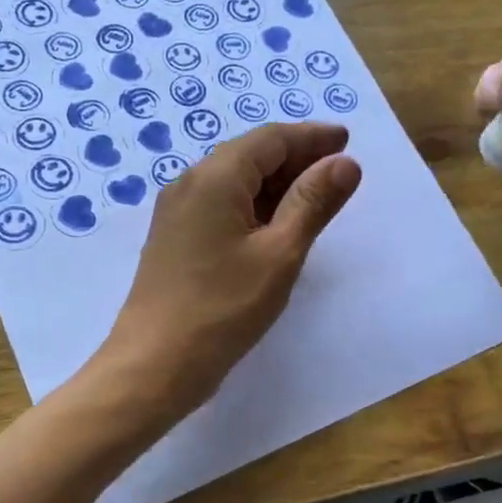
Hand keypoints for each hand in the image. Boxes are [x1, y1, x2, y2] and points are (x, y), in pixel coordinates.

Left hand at [99, 122, 362, 414]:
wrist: (154, 365)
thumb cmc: (223, 308)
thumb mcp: (279, 254)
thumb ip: (313, 203)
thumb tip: (345, 163)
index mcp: (214, 178)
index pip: (270, 139)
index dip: (311, 137)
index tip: (347, 140)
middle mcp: (190, 184)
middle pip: (250, 155)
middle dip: (296, 158)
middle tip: (338, 170)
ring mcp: (177, 212)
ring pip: (235, 181)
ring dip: (277, 183)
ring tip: (316, 197)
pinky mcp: (175, 239)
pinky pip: (220, 205)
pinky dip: (254, 205)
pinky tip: (276, 225)